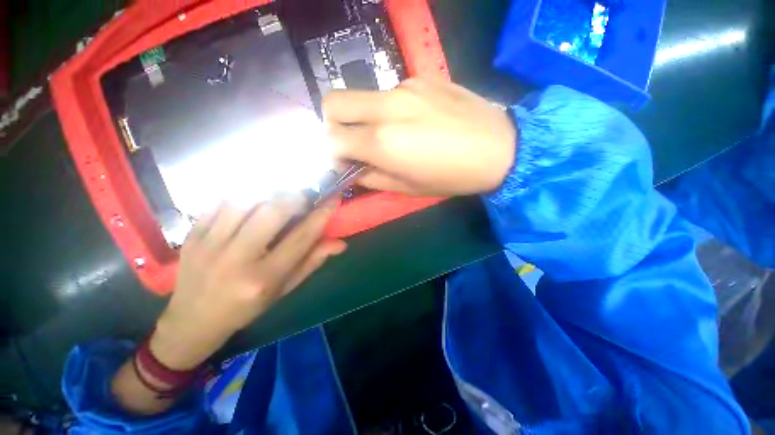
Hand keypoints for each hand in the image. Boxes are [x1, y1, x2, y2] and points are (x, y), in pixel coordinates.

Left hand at [150, 196, 345, 369]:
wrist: (193, 320)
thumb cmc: (247, 308)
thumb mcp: (285, 289)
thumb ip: (312, 262)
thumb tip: (340, 243)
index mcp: (264, 278)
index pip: (301, 237)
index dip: (321, 215)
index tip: (333, 199)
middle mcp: (237, 258)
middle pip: (272, 211)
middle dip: (295, 197)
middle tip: (304, 197)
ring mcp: (209, 244)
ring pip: (245, 200)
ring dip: (268, 193)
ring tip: (279, 197)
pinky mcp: (192, 235)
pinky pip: (219, 202)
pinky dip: (241, 196)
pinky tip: (251, 201)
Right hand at [323, 78, 516, 196]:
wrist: (499, 147)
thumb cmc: (452, 177)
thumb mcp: (407, 188)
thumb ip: (371, 177)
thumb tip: (351, 168)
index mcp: (382, 141)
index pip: (331, 137)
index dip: (332, 152)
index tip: (345, 161)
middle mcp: (386, 107)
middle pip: (333, 102)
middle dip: (333, 124)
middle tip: (353, 142)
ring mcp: (404, 87)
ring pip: (362, 97)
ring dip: (365, 117)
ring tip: (393, 135)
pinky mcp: (421, 78)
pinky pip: (389, 93)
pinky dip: (389, 110)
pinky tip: (414, 121)